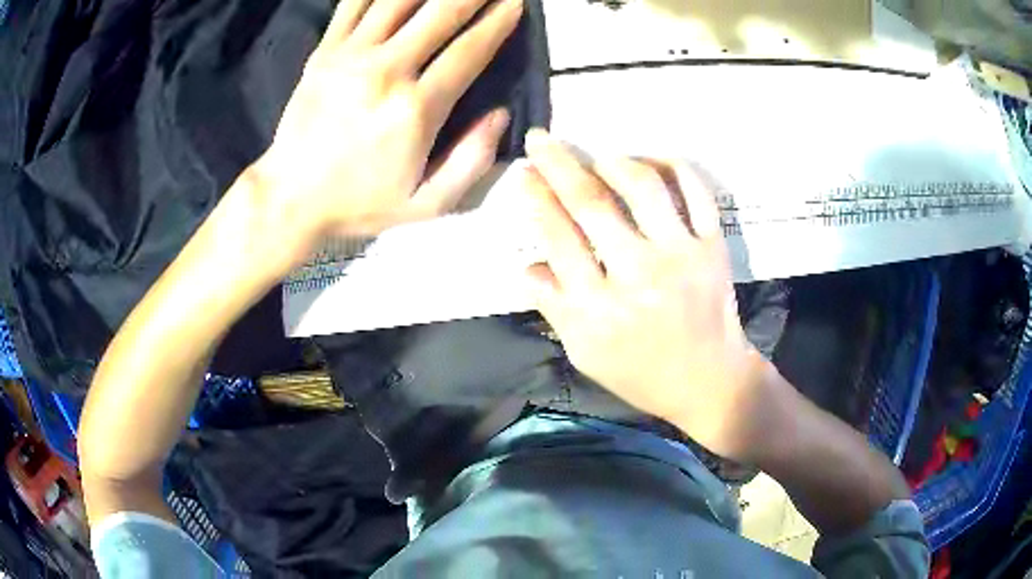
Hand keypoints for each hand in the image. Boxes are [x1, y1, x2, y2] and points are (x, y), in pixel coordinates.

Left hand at [254, 0, 521, 254]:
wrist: (289, 198)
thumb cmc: (358, 203)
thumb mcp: (425, 204)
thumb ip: (470, 161)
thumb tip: (500, 114)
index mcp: (415, 109)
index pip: (470, 50)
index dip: (499, 21)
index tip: (515, 3)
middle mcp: (386, 71)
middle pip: (440, 13)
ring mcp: (350, 57)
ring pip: (398, 0)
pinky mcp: (324, 52)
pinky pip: (353, 5)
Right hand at [523, 130, 775, 460]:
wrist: (708, 381)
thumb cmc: (641, 372)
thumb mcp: (585, 354)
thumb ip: (554, 309)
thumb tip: (527, 265)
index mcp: (599, 308)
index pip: (558, 237)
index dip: (536, 198)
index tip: (524, 173)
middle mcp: (638, 274)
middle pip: (591, 202)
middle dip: (558, 163)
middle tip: (541, 138)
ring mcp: (682, 256)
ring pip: (643, 187)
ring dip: (613, 162)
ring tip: (598, 157)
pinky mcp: (713, 246)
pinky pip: (695, 192)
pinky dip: (673, 166)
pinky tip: (652, 160)